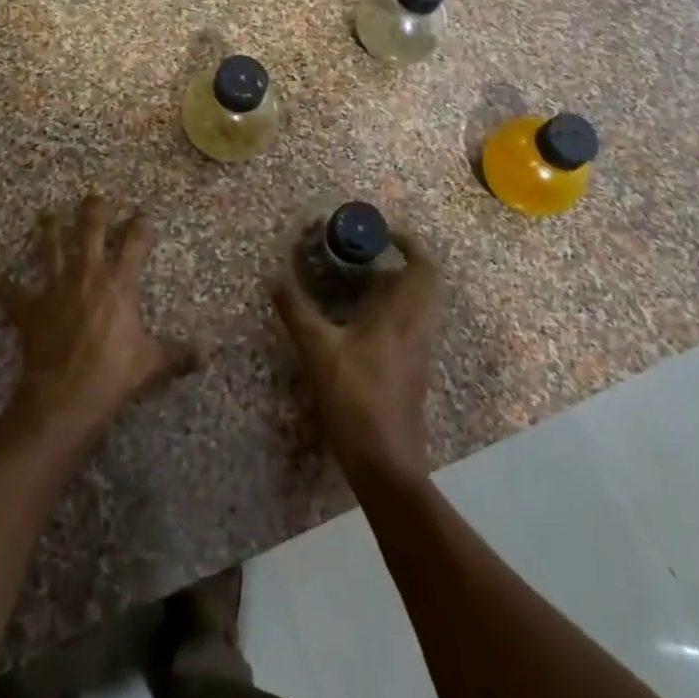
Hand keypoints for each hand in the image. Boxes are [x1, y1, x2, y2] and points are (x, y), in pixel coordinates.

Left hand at [0, 194, 199, 448]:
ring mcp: (55, 288)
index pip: (135, 243)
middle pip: (90, 231)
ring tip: (47, 213)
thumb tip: (206, 354)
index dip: (141, 225)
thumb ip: (178, 355)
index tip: (143, 212)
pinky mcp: (30, 308)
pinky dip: (1, 285)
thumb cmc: (113, 374)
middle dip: (94, 210)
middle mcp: (88, 275)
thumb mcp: (152, 364)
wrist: (66, 395)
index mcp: (120, 283)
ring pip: (50, 248)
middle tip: (95, 196)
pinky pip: (11, 293)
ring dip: (48, 230)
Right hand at [271, 230, 440, 487]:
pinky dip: (391, 311)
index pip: (423, 267)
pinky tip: (358, 321)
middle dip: (400, 261)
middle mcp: (417, 328)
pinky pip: (409, 325)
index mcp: (401, 316)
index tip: (383, 233)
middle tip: (366, 255)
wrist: (386, 464)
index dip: (409, 243)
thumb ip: (296, 312)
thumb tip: (274, 278)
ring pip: (417, 306)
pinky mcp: (412, 371)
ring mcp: (418, 351)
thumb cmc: (355, 401)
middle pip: (424, 283)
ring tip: (357, 283)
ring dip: (395, 287)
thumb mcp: (318, 352)